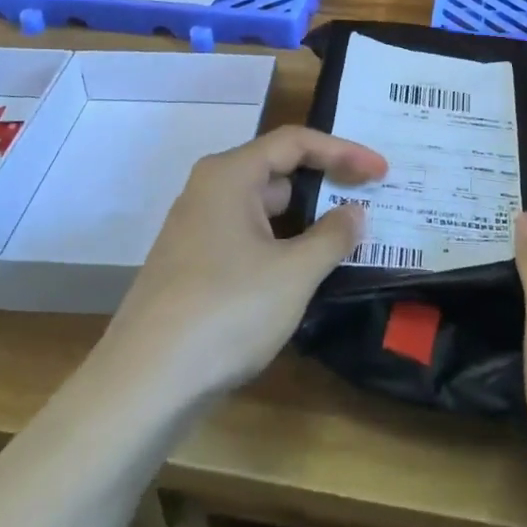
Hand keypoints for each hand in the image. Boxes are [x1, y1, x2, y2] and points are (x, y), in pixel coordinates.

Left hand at [103, 126, 386, 406]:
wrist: (144, 383)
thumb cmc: (226, 311)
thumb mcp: (293, 273)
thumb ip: (332, 236)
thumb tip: (353, 213)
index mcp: (230, 174)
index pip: (296, 142)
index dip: (344, 151)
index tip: (382, 171)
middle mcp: (209, 190)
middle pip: (277, 170)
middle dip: (325, 182)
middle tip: (368, 200)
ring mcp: (197, 229)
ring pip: (262, 208)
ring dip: (304, 218)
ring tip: (345, 236)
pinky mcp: (193, 264)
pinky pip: (247, 237)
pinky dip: (280, 243)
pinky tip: (303, 270)